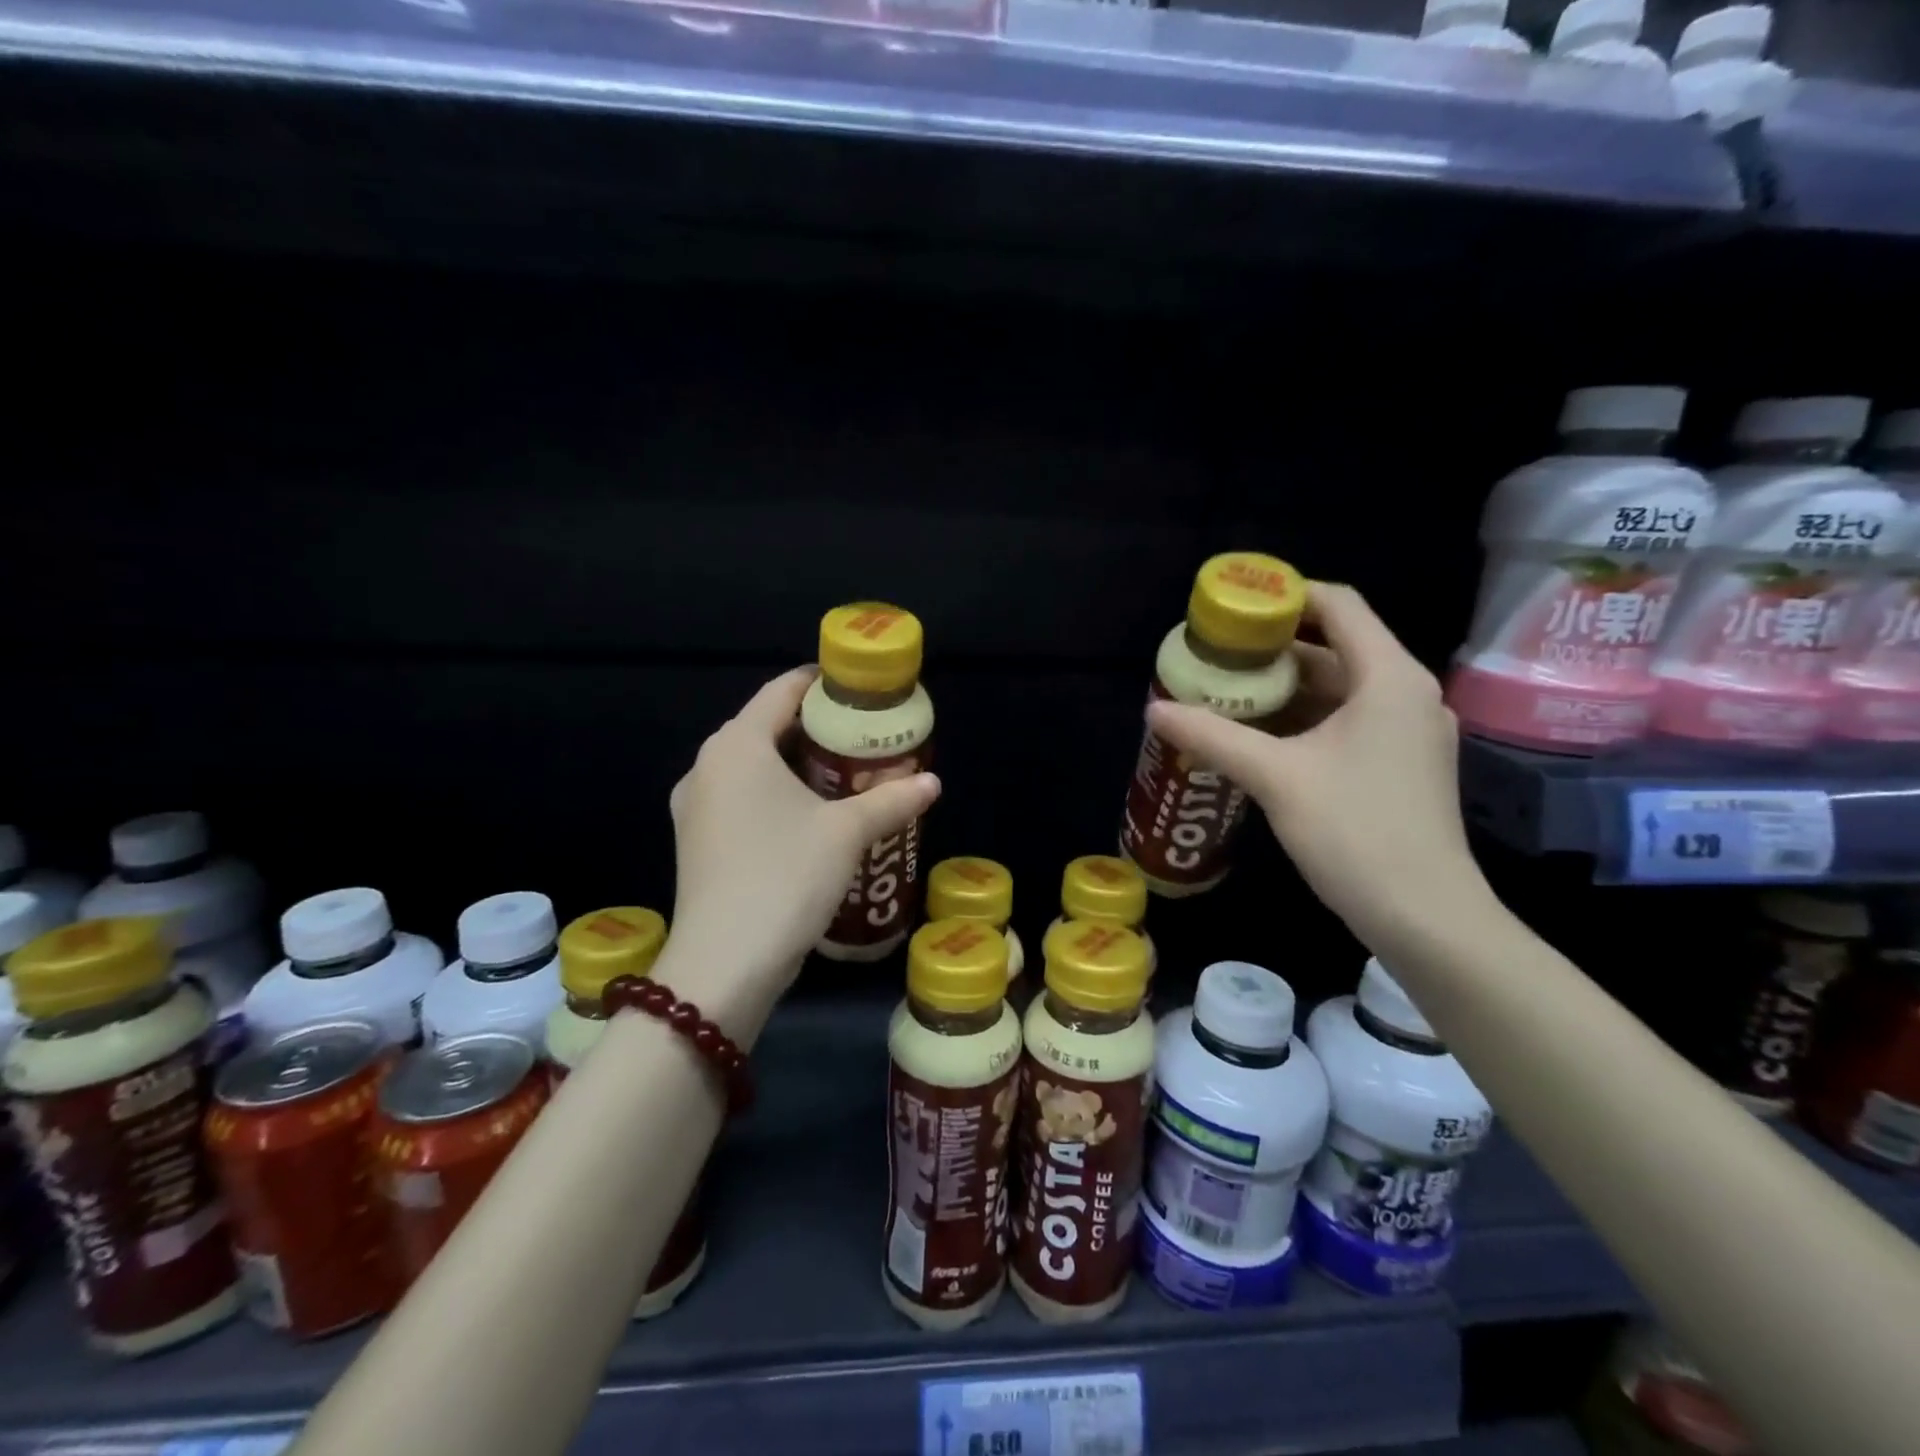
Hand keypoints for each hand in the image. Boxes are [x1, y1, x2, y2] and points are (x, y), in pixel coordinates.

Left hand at [657, 667, 940, 1040]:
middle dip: (815, 730)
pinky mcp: (696, 842)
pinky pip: (740, 799)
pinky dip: (774, 796)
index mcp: (737, 745)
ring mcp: (695, 807)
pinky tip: (808, 818)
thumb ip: (892, 800)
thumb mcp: (847, 833)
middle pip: (766, 727)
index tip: (859, 691)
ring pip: (751, 767)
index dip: (821, 684)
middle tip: (863, 738)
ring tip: (844, 777)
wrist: (724, 964)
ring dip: (795, 766)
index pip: (781, 691)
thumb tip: (932, 782)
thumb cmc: (785, 876)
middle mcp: (706, 766)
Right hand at [1145, 583, 1492, 954]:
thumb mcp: (1275, 778)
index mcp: (1388, 678)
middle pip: (1335, 646)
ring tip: (1226, 693)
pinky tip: (1258, 736)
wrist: (1425, 917)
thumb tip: (1153, 710)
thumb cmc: (1355, 832)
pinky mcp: (1400, 765)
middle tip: (1215, 656)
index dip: (1286, 596)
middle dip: (1272, 649)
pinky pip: (1345, 722)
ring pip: (1338, 689)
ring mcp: (1407, 732)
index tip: (1233, 608)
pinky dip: (1303, 719)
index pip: (1339, 605)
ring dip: (1284, 688)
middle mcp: (1405, 694)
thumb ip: (1212, 736)